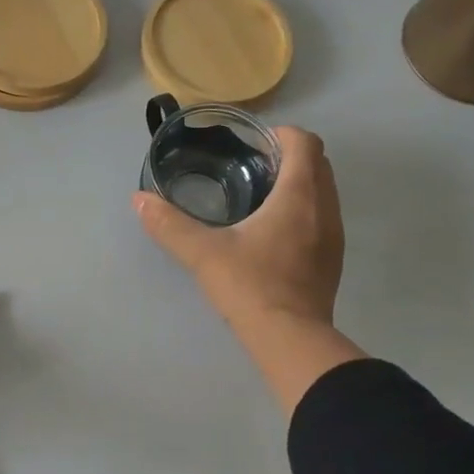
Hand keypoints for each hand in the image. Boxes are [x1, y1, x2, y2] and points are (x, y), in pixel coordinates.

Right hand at [134, 126, 365, 411]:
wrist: (290, 338)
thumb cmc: (250, 286)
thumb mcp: (203, 253)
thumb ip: (169, 224)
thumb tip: (140, 200)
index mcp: (299, 194)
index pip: (304, 142)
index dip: (280, 134)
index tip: (252, 145)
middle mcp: (325, 207)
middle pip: (318, 163)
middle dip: (289, 157)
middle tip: (251, 168)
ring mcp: (334, 235)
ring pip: (324, 191)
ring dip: (299, 185)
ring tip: (260, 199)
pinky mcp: (332, 260)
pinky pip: (323, 218)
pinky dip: (304, 211)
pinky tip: (273, 234)